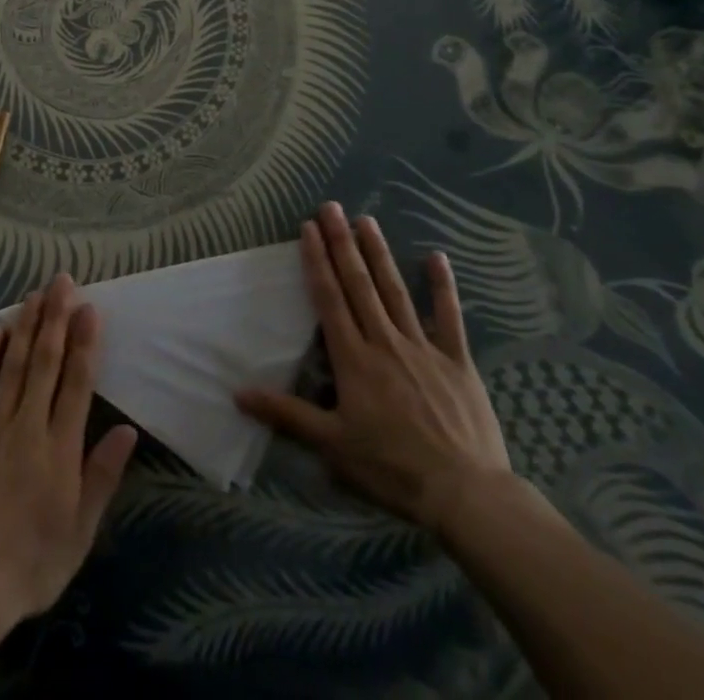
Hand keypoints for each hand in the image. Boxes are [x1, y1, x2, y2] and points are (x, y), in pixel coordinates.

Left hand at [0, 273, 138, 642]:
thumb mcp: (80, 531)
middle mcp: (28, 427)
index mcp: (60, 450)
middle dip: (56, 319)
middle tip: (62, 282)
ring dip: (26, 326)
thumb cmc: (31, 564)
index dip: (85, 343)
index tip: (90, 308)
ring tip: (36, 294)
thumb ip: (102, 476)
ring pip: (13, 365)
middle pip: (45, 363)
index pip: (77, 383)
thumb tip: (128, 429)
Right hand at [236, 202, 510, 530]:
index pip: (329, 299)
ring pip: (395, 292)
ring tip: (366, 220)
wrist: (466, 494)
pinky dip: (442, 287)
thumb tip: (237, 394)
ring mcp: (423, 348)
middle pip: (359, 285)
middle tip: (331, 207)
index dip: (317, 261)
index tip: (308, 228)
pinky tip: (437, 257)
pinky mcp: (457, 361)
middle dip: (342, 244)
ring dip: (379, 254)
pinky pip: (449, 317)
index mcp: (353, 359)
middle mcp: (384, 342)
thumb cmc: (392, 469)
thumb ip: (286, 414)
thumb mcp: (332, 445)